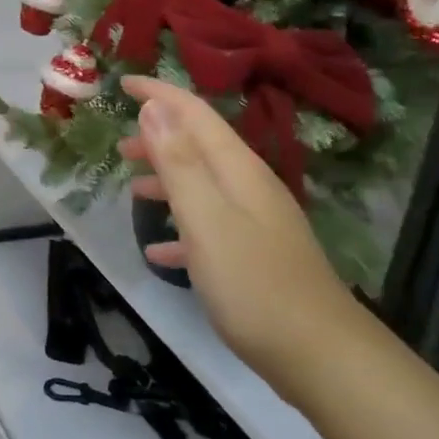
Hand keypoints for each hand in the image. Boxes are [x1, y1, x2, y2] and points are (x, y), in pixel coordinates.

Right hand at [120, 78, 360, 400]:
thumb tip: (154, 107)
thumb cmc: (254, 283)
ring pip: (202, 185)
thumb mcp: (206, 218)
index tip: (124, 82)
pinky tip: (158, 251)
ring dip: (166, 180)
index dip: (159, 94)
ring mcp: (255, 222)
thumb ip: (179, 162)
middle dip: (158, 138)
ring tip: (131, 189)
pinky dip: (180, 228)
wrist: (320, 355)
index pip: (194, 113)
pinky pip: (209, 227)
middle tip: (118, 146)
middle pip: (199, 146)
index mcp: (237, 169)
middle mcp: (248, 186)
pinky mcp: (255, 256)